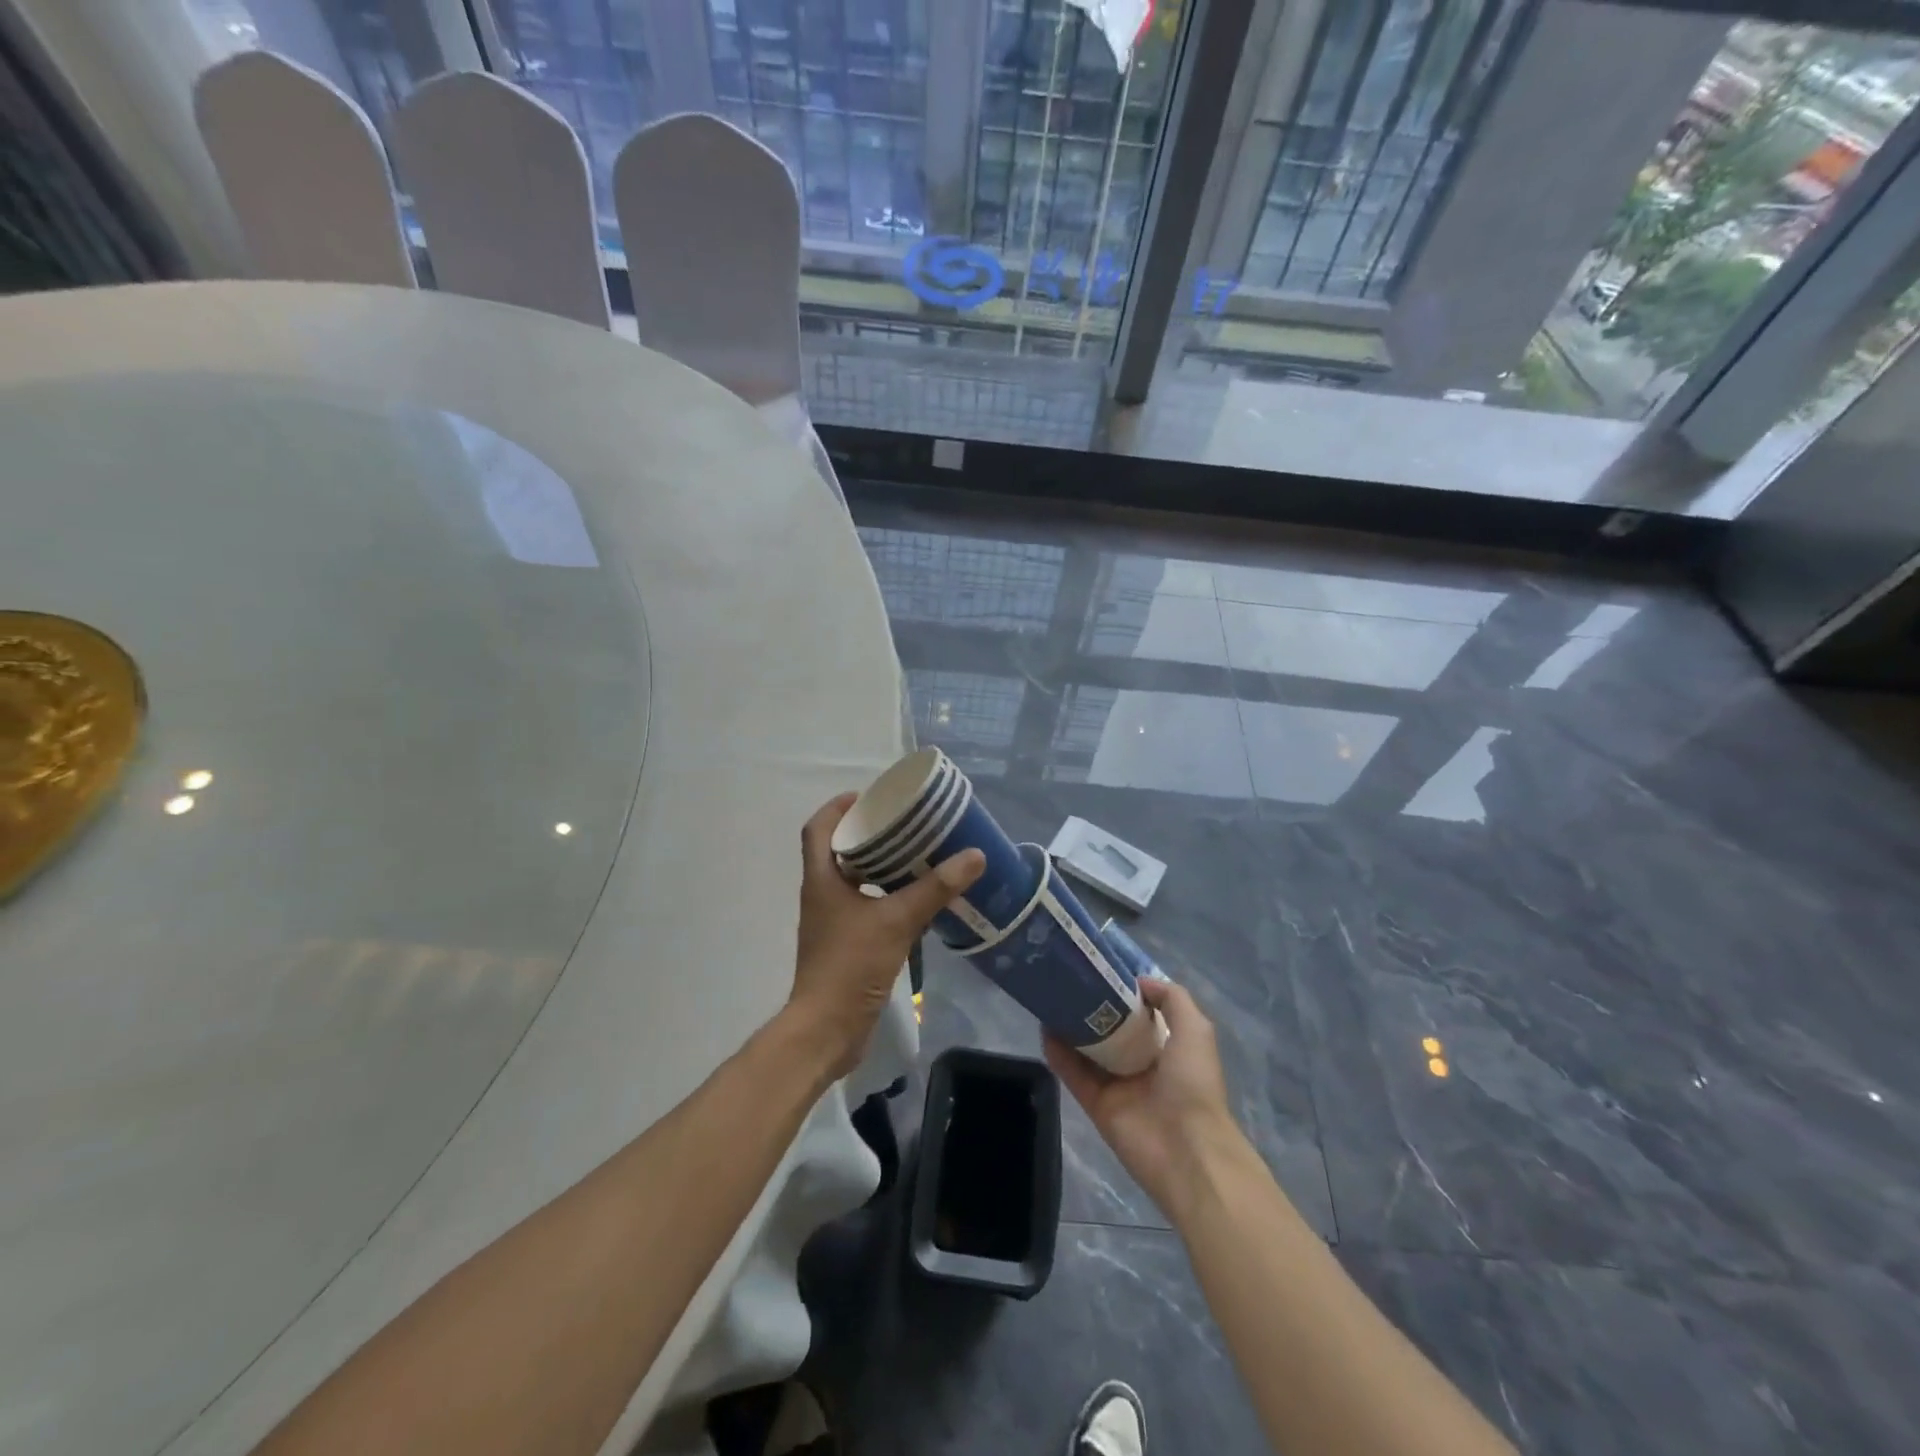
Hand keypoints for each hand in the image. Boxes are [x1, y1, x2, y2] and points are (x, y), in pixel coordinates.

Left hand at [788, 792, 983, 1078]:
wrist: (827, 1030)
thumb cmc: (850, 965)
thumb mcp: (896, 921)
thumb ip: (934, 889)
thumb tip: (973, 856)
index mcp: (821, 880)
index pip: (817, 829)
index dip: (837, 807)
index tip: (868, 796)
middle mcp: (822, 896)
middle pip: (837, 851)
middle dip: (867, 833)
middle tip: (904, 823)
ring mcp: (832, 922)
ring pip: (853, 881)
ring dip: (879, 866)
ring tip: (916, 854)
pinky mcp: (846, 945)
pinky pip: (866, 907)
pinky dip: (886, 896)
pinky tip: (916, 899)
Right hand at [1044, 978, 1243, 1216]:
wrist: (1187, 1150)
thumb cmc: (1193, 1084)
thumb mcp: (1195, 1030)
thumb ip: (1172, 999)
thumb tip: (1140, 981)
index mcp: (1169, 1048)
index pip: (1141, 1015)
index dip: (1123, 993)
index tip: (1101, 970)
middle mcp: (1142, 1065)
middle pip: (1111, 1031)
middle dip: (1093, 1008)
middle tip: (1068, 981)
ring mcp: (1118, 1086)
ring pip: (1088, 1051)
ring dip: (1070, 1028)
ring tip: (1050, 999)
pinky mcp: (1096, 1105)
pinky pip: (1074, 1075)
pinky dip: (1058, 1055)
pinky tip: (1044, 1030)